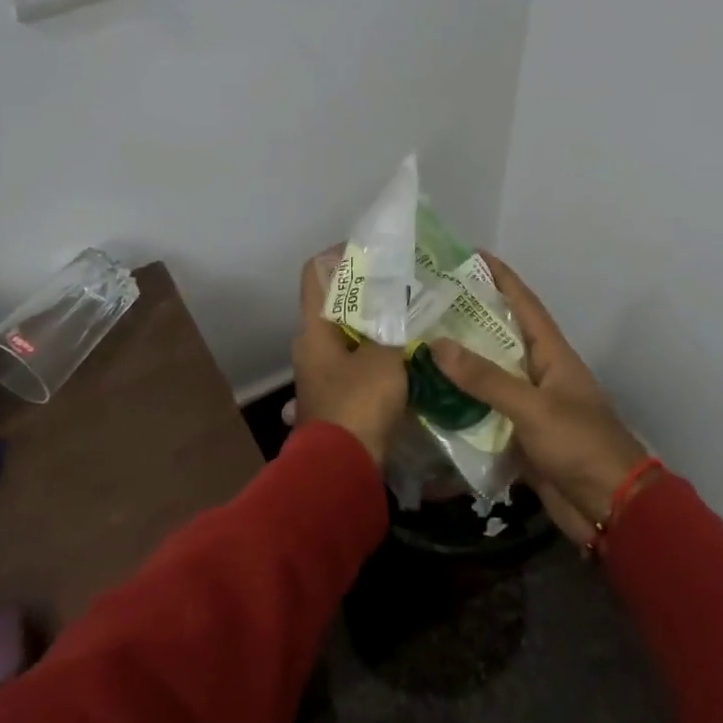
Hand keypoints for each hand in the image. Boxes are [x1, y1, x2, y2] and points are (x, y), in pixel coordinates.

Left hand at [292, 249, 407, 463]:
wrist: (342, 470)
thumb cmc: (358, 404)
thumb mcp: (383, 359)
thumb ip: (392, 328)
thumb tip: (401, 309)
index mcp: (312, 330)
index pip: (315, 274)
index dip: (339, 255)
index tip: (373, 252)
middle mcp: (310, 348)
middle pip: (336, 306)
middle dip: (368, 295)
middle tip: (403, 287)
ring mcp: (322, 376)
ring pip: (349, 338)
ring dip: (377, 328)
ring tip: (412, 319)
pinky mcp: (337, 400)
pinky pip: (358, 365)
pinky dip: (378, 357)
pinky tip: (408, 357)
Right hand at [429, 257, 651, 545]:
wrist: (610, 508)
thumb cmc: (580, 444)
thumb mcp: (533, 407)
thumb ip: (486, 379)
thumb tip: (437, 345)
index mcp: (552, 354)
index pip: (524, 304)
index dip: (501, 277)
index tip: (471, 255)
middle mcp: (538, 374)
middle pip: (499, 338)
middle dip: (466, 320)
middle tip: (426, 303)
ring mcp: (527, 407)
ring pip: (486, 378)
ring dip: (457, 366)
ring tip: (416, 346)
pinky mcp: (517, 437)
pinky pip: (482, 414)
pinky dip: (458, 408)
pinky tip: (427, 402)